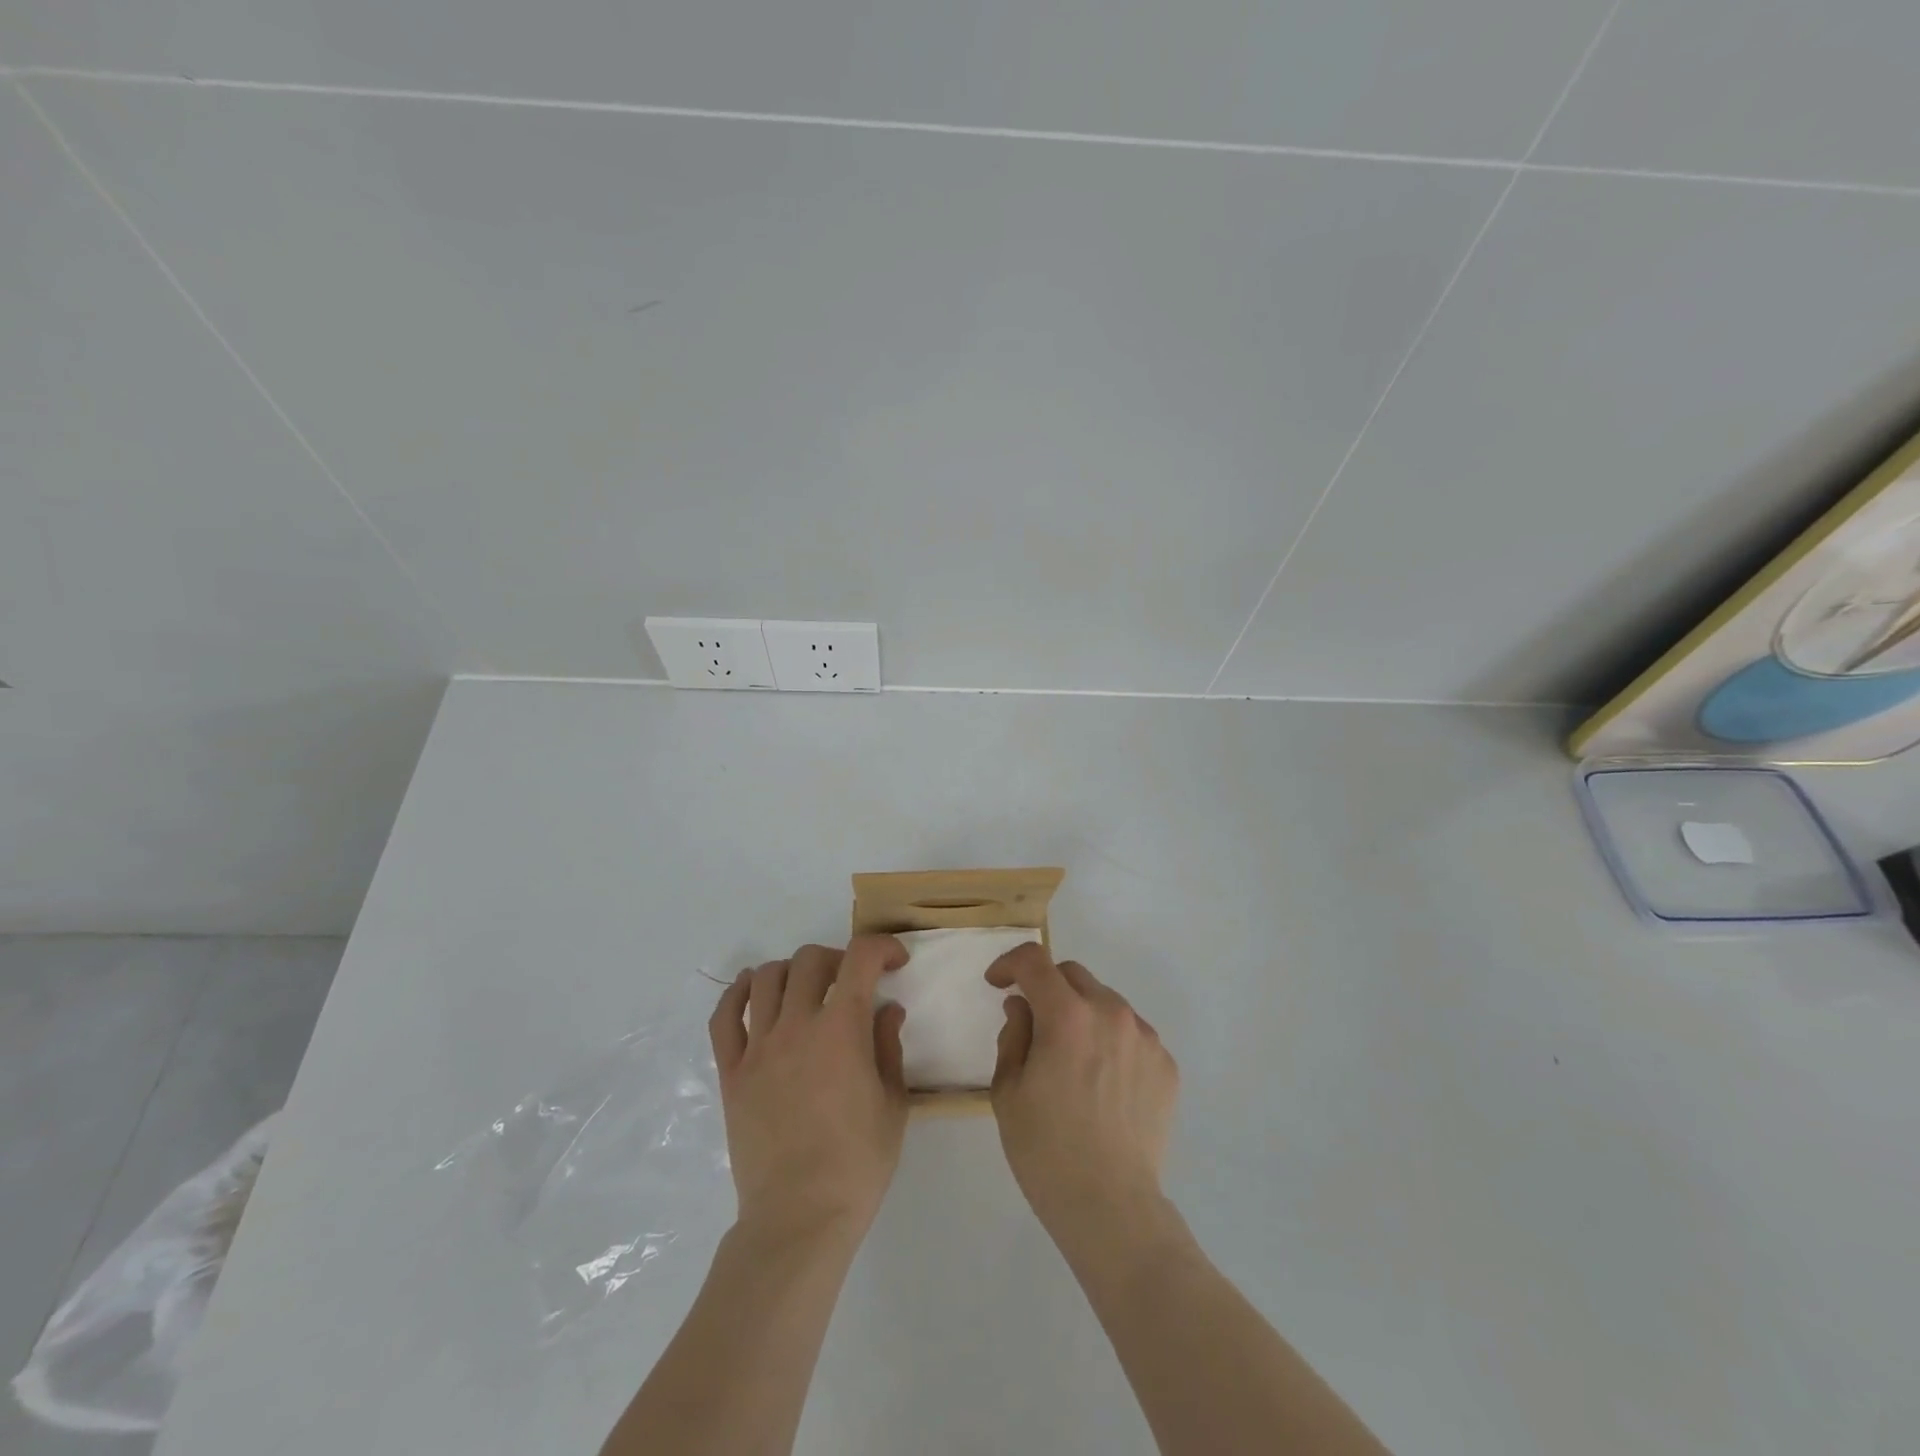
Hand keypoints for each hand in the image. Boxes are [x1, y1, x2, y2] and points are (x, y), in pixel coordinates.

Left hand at [708, 937, 910, 1242]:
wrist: (799, 1218)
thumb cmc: (857, 1164)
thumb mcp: (893, 1104)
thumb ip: (888, 1047)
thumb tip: (886, 1010)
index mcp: (841, 1030)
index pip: (860, 959)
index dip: (882, 948)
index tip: (894, 963)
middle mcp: (797, 1026)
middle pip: (810, 960)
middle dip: (838, 959)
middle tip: (851, 982)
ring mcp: (758, 1048)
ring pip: (765, 978)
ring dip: (791, 971)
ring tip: (805, 989)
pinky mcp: (731, 1073)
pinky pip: (724, 1018)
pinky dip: (737, 993)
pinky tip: (750, 991)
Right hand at [987, 945, 1179, 1253]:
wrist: (1112, 1207)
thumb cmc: (1046, 1150)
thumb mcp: (1007, 1091)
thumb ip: (1013, 1035)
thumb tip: (1023, 1007)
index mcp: (1066, 1016)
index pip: (1034, 961)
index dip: (1009, 963)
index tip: (998, 984)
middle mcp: (1110, 1013)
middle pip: (1072, 975)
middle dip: (1046, 987)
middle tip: (1033, 1022)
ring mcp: (1144, 1038)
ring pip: (1104, 1002)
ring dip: (1081, 1014)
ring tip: (1071, 1058)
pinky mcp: (1166, 1064)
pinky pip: (1131, 1034)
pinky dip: (1110, 1042)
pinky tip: (1102, 1083)